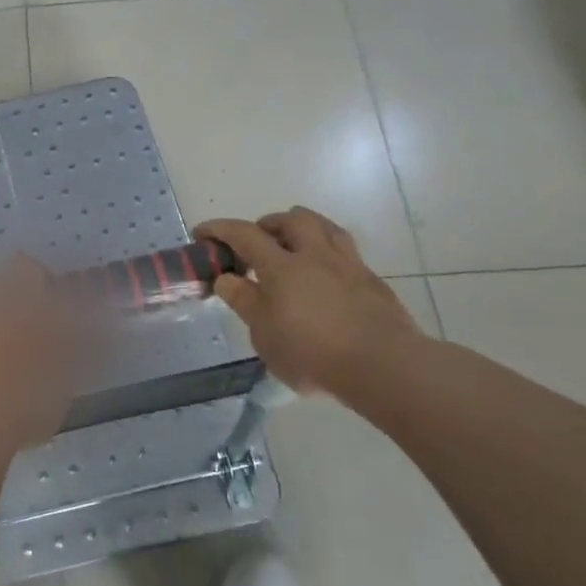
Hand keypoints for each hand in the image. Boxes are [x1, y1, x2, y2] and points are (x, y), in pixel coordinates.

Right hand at [195, 208, 427, 397]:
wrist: (384, 366)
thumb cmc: (312, 353)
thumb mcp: (264, 335)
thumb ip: (244, 302)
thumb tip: (226, 279)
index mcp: (282, 267)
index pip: (244, 234)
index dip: (219, 229)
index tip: (202, 233)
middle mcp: (316, 255)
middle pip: (292, 219)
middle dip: (268, 224)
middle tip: (256, 243)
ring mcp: (349, 265)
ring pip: (325, 227)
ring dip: (303, 230)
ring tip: (292, 249)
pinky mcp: (372, 281)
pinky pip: (346, 252)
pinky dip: (327, 254)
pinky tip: (325, 278)